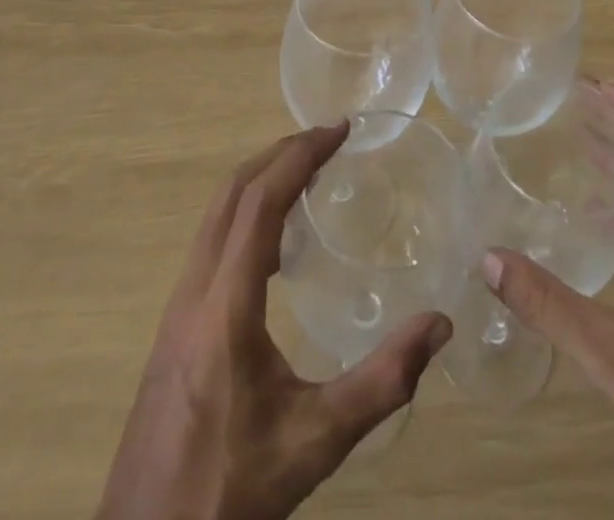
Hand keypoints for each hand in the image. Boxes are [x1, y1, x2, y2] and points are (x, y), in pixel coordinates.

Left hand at [95, 123, 452, 519]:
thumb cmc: (230, 487)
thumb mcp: (315, 442)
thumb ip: (381, 384)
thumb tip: (439, 325)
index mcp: (225, 304)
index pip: (260, 200)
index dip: (300, 155)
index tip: (339, 129)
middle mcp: (195, 289)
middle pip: (232, 192)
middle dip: (280, 153)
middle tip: (328, 140)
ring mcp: (177, 305)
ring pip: (216, 214)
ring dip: (260, 178)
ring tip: (307, 174)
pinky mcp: (173, 324)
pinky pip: (211, 240)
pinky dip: (245, 211)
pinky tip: (274, 241)